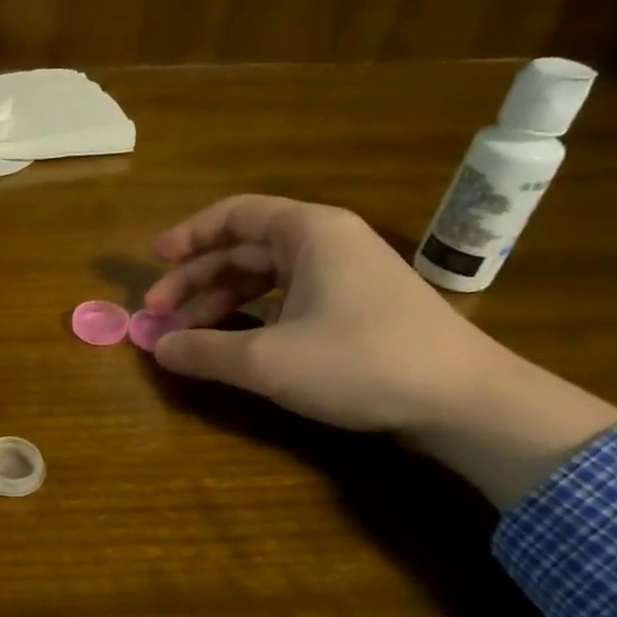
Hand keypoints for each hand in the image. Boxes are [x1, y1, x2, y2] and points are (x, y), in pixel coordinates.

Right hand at [144, 194, 503, 432]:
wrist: (464, 401)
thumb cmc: (361, 362)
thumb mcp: (267, 361)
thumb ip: (204, 351)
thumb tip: (158, 348)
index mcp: (309, 233)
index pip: (234, 215)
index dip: (188, 235)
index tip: (152, 260)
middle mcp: (327, 243)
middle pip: (245, 248)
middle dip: (196, 279)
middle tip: (158, 313)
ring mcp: (345, 275)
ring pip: (265, 277)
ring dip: (221, 301)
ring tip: (188, 334)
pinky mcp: (356, 308)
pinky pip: (288, 299)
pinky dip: (252, 317)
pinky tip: (235, 343)